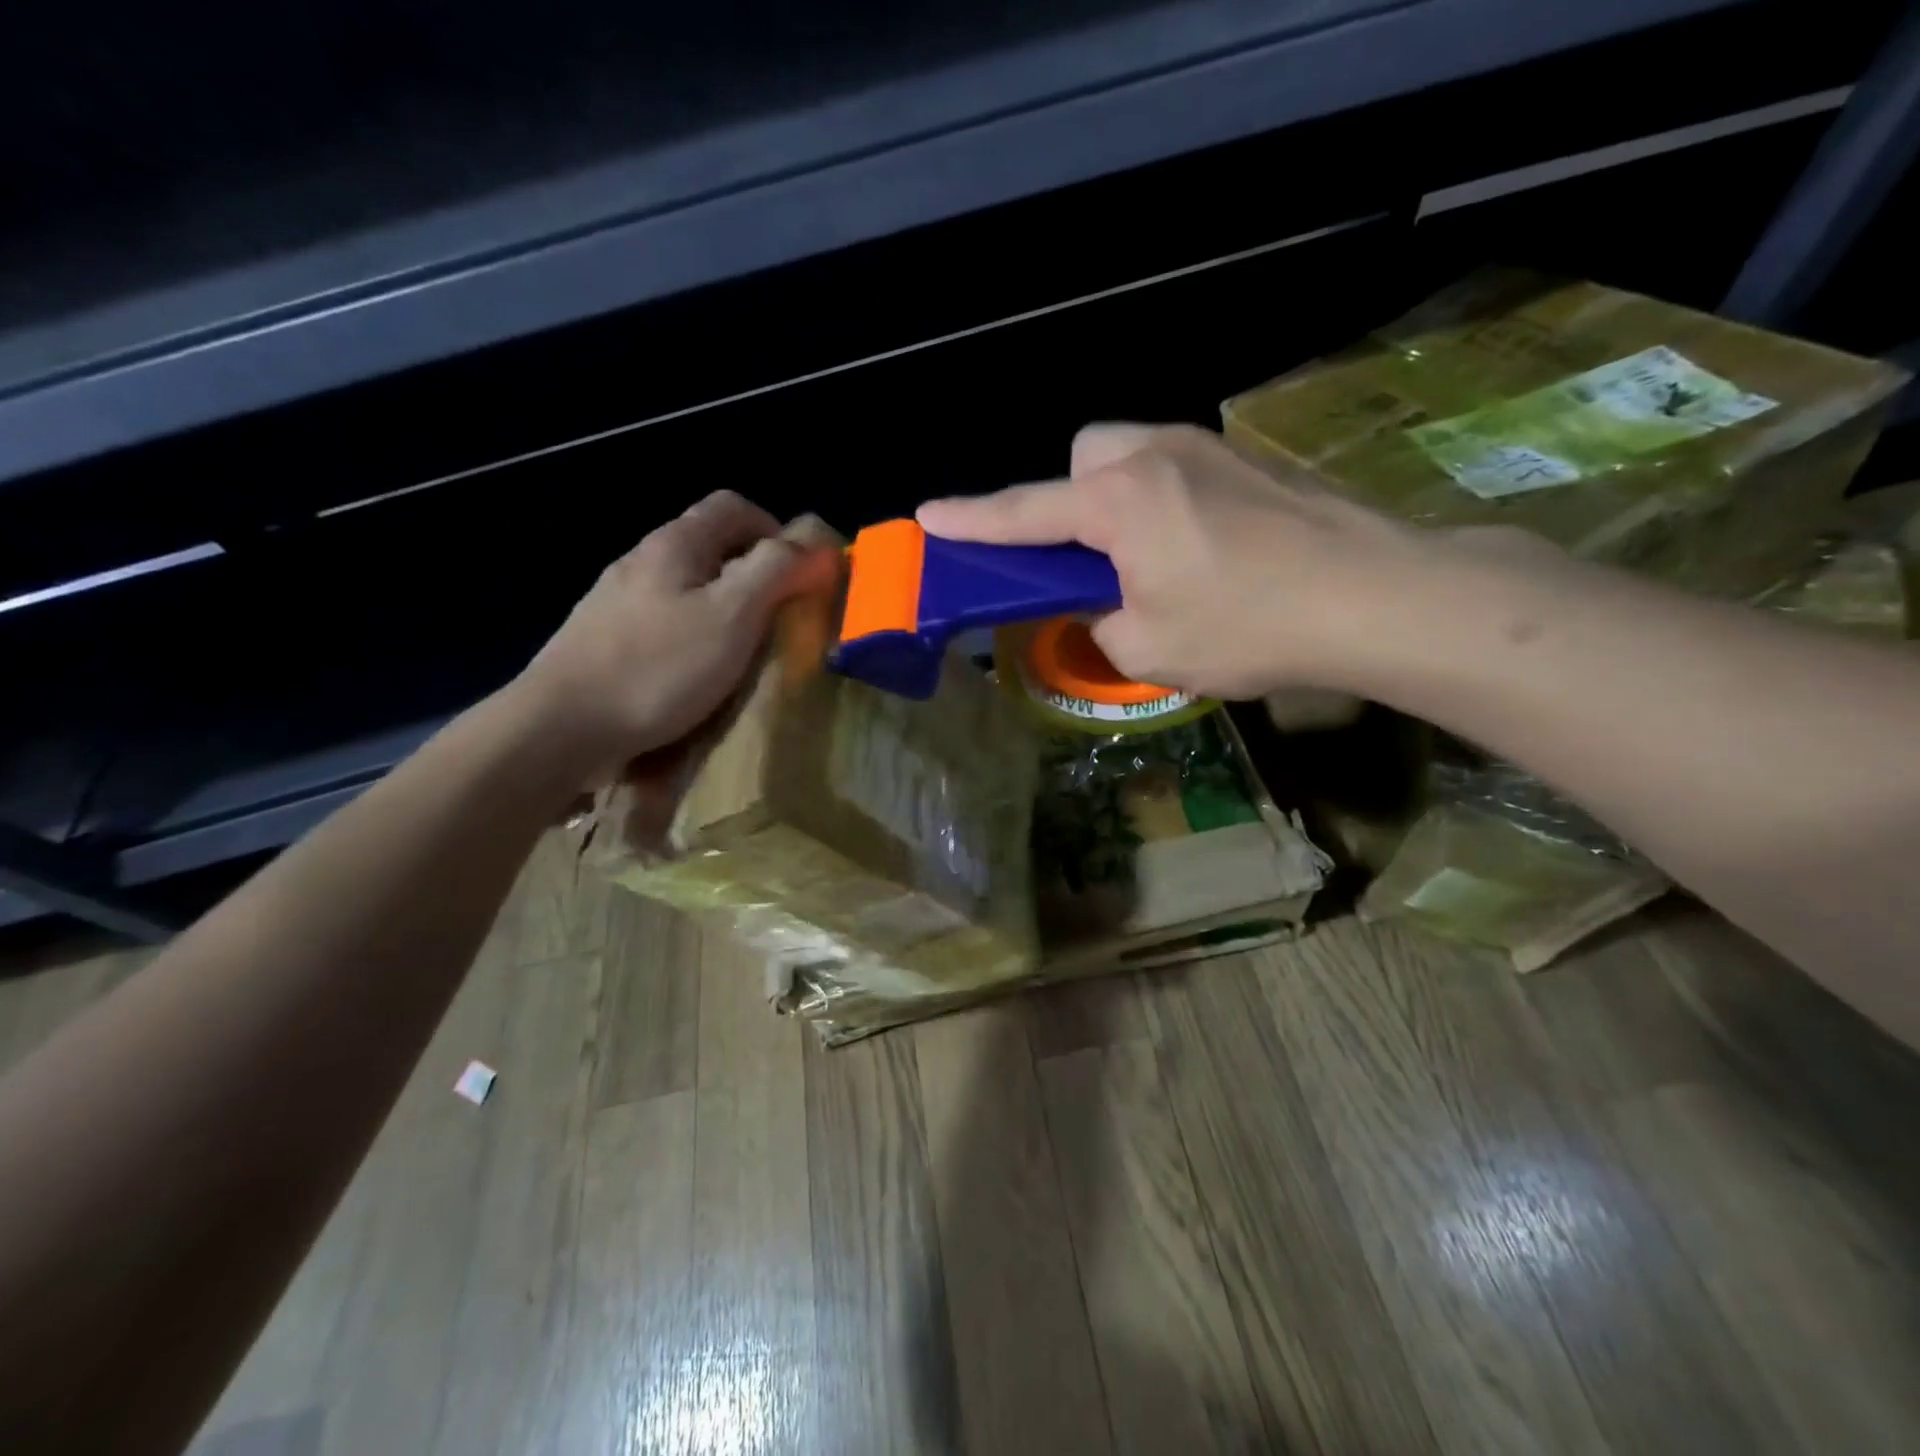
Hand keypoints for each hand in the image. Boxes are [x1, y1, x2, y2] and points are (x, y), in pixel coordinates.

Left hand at [512, 490, 816, 793]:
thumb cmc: (658, 667)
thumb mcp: (732, 616)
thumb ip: (776, 572)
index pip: (733, 506)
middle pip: (708, 544)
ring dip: (722, 605)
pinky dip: (691, 633)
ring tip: (741, 649)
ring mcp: (616, 598)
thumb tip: (815, 545)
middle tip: (778, 617)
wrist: (561, 725)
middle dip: (752, 572)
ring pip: (685, 584)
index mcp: (676, 544)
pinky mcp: (603, 637)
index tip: (798, 575)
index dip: (775, 530)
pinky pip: (663, 619)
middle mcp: (642, 559)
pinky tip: (694, 672)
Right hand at [917, 423, 1435, 698]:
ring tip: (1148, 560)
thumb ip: (1101, 623)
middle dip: (1070, 499)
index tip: (928, 518)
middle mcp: (1156, 453)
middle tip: (1088, 557)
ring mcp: (1209, 447)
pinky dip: (1166, 503)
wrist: (1377, 595)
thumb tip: (1103, 604)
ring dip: (1119, 499)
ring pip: (1133, 454)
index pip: (1025, 512)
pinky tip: (1204, 552)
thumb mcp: (1148, 649)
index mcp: (1119, 500)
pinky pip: (1179, 467)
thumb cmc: (1248, 626)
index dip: (972, 520)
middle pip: (1085, 455)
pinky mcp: (1250, 460)